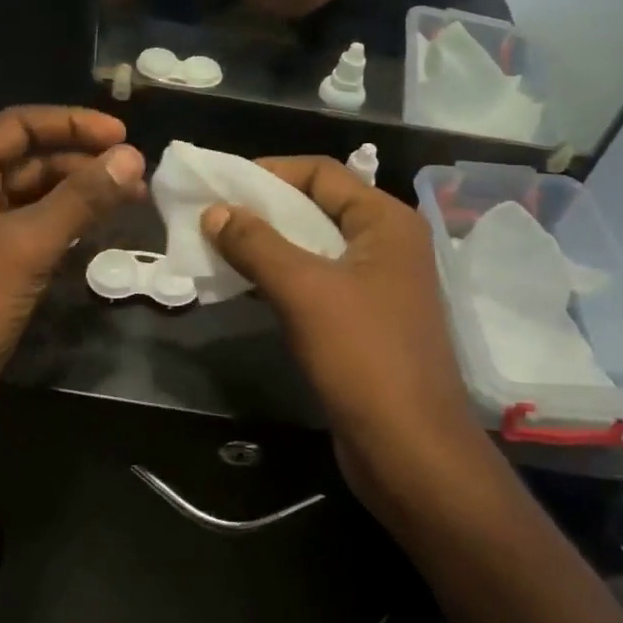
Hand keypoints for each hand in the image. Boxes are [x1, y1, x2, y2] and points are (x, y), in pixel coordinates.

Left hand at [0, 107, 146, 451]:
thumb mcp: (27, 245)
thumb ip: (81, 197)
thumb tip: (133, 156)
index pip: (19, 125)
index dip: (72, 123)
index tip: (123, 134)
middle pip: (28, 160)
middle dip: (81, 162)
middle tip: (135, 175)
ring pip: (32, 197)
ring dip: (77, 194)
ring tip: (128, 200)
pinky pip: (29, 230)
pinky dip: (63, 226)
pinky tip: (97, 232)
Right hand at [199, 157, 484, 508]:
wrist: (410, 451)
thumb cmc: (362, 356)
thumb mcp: (303, 290)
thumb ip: (256, 244)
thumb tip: (215, 211)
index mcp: (386, 221)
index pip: (322, 173)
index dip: (270, 172)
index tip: (221, 183)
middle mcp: (387, 245)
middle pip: (318, 207)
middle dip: (264, 210)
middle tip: (212, 215)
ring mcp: (378, 286)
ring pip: (314, 248)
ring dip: (268, 246)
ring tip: (217, 247)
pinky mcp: (365, 322)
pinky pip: (317, 283)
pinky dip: (281, 278)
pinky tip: (243, 285)